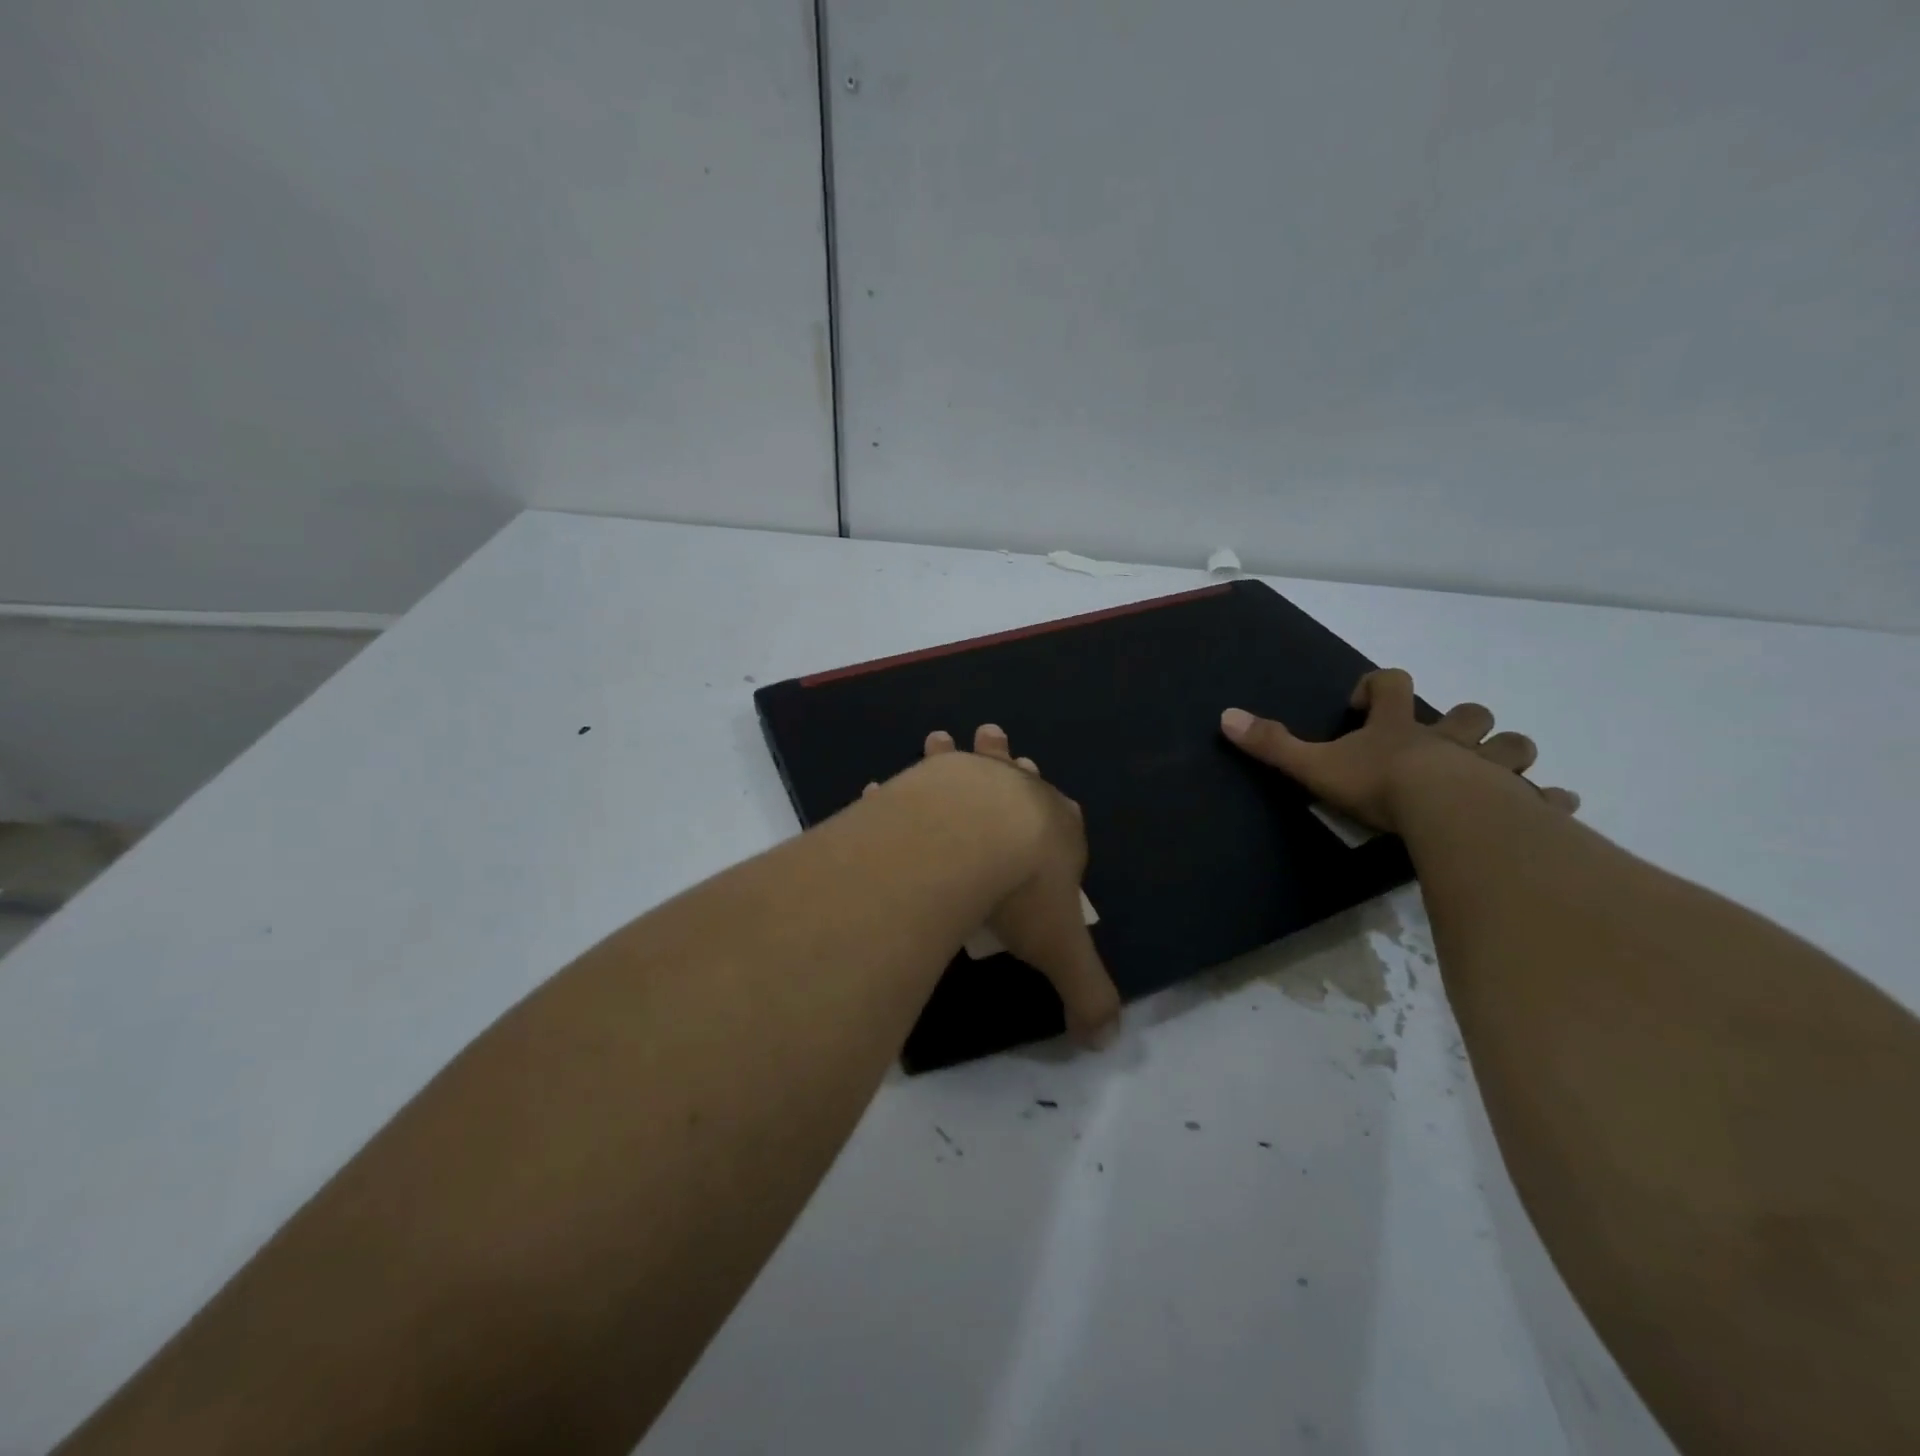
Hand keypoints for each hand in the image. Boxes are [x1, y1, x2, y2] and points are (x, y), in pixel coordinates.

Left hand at [874, 726, 1121, 1046]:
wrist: (971, 839)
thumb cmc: (1025, 890)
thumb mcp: (1061, 950)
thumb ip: (1086, 994)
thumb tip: (1107, 1042)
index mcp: (1059, 828)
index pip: (1068, 822)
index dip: (1063, 822)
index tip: (1055, 817)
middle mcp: (1017, 793)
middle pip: (1020, 776)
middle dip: (1014, 765)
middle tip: (1000, 744)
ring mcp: (970, 779)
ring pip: (968, 760)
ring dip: (957, 751)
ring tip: (939, 736)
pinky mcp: (926, 779)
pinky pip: (911, 782)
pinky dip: (898, 786)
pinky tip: (875, 786)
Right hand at [1220, 668, 1579, 834]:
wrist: (1444, 813)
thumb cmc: (1378, 785)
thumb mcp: (1315, 765)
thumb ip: (1272, 744)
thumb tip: (1225, 717)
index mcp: (1399, 728)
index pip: (1391, 684)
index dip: (1378, 686)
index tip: (1364, 703)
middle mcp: (1448, 740)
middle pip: (1467, 713)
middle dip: (1459, 721)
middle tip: (1440, 742)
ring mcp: (1488, 768)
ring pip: (1512, 746)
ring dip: (1505, 753)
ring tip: (1490, 773)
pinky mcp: (1519, 802)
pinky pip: (1543, 796)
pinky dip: (1546, 800)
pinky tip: (1546, 808)